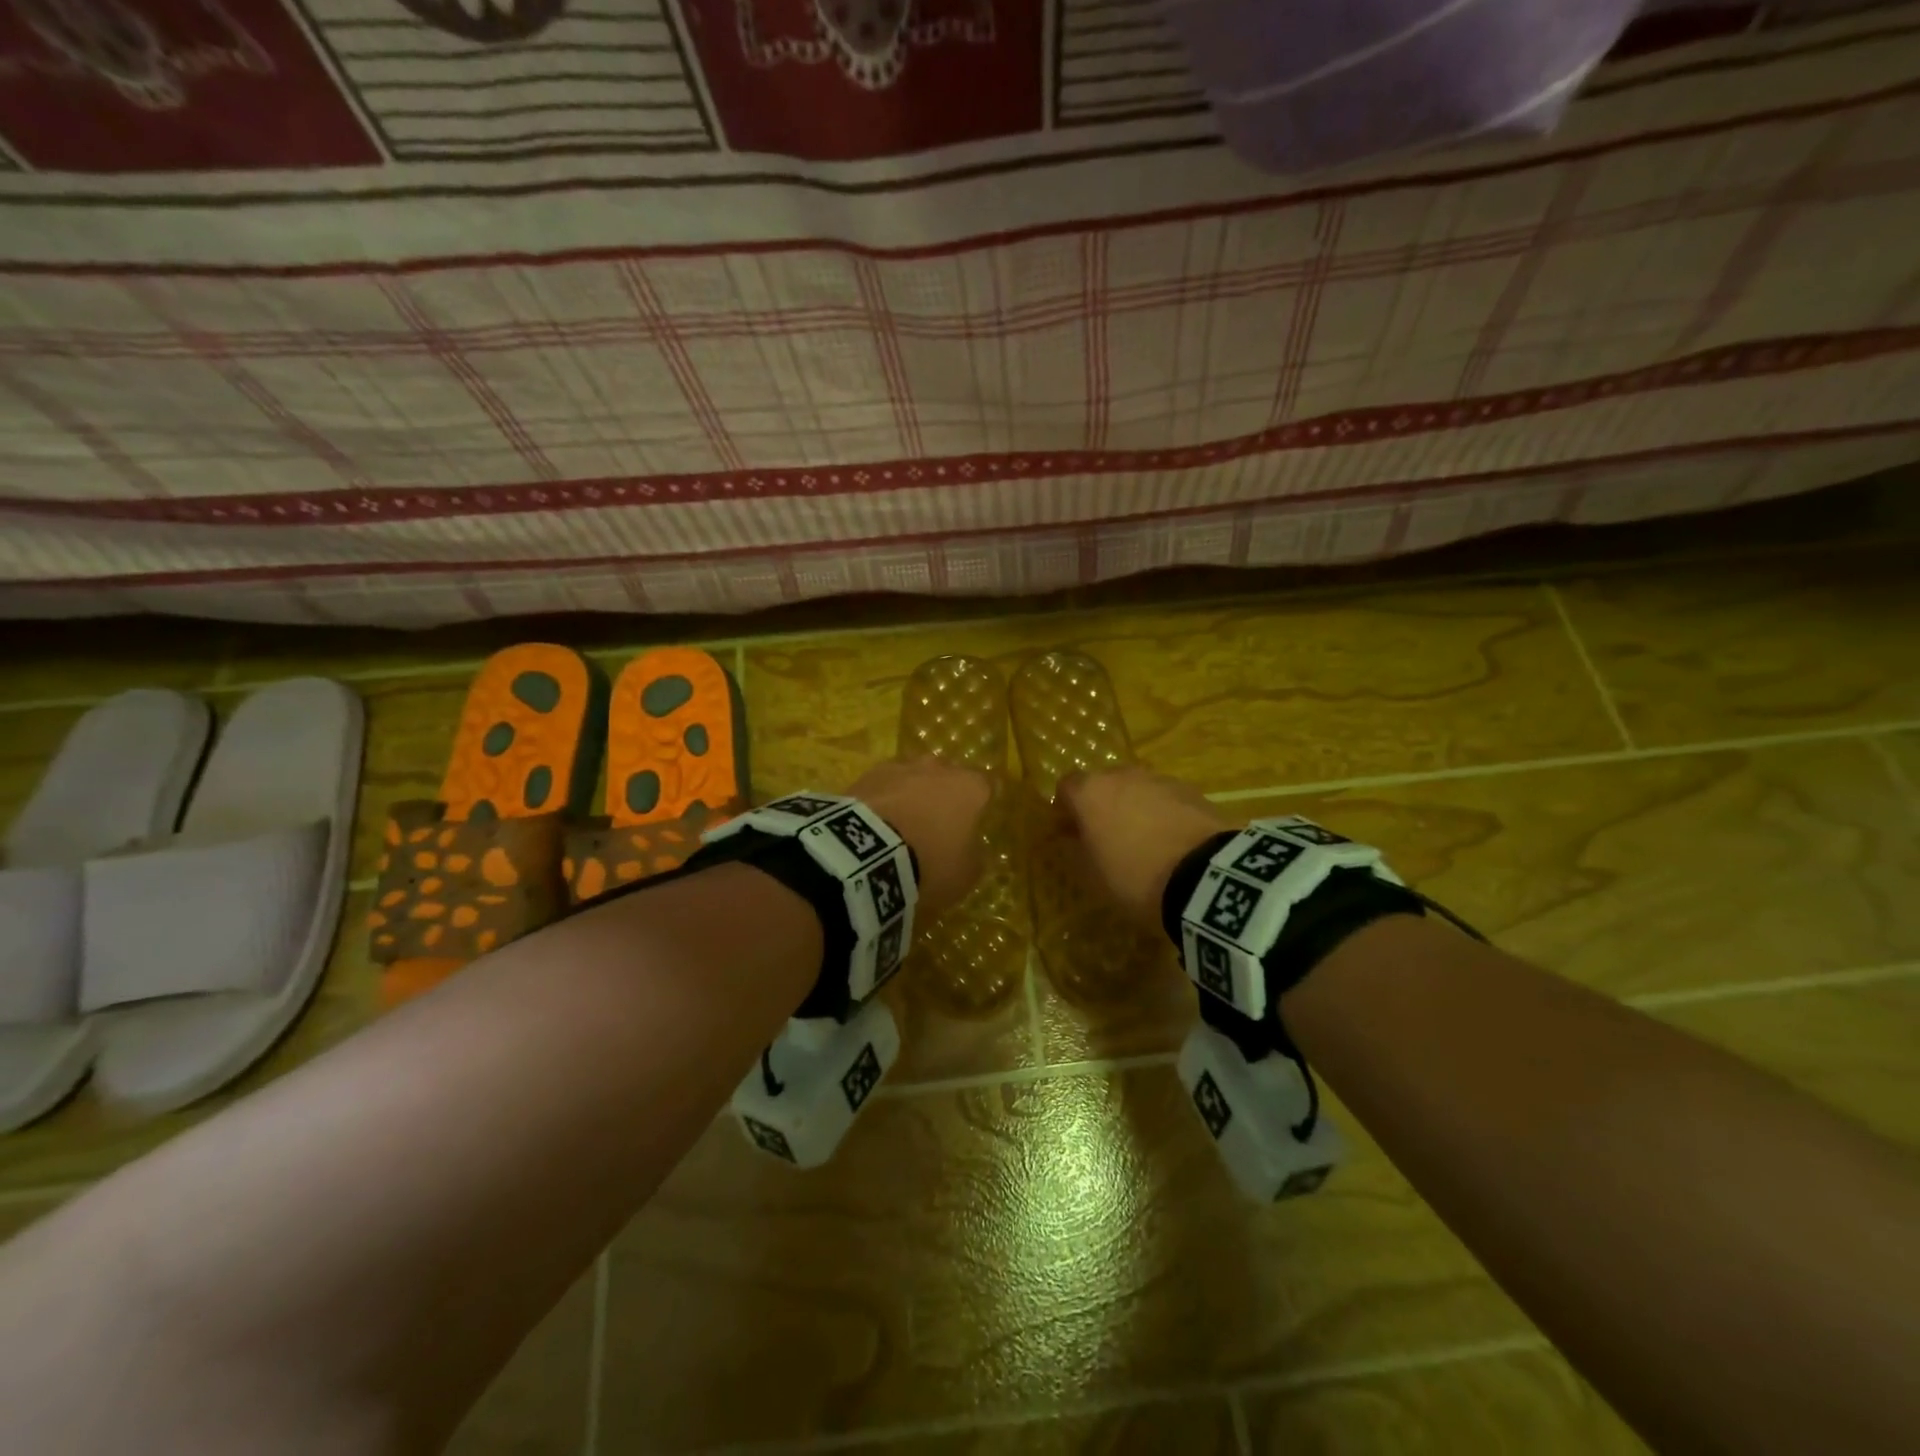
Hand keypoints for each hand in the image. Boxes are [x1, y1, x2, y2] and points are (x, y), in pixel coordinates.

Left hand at [846, 757, 990, 921]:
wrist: (867, 854)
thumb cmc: (930, 863)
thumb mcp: (965, 874)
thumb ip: (973, 854)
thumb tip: (969, 846)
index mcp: (969, 788)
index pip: (984, 788)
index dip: (979, 806)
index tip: (972, 826)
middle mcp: (938, 768)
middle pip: (946, 778)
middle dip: (943, 797)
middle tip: (935, 827)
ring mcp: (900, 767)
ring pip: (912, 778)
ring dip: (910, 796)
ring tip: (900, 827)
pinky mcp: (866, 775)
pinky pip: (883, 787)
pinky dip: (882, 801)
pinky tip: (875, 825)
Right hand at [1058, 766, 1231, 923]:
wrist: (1204, 877)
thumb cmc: (1133, 876)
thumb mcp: (1092, 875)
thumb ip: (1075, 849)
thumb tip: (1071, 838)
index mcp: (1091, 792)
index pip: (1066, 787)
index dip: (1066, 809)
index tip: (1070, 832)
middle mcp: (1122, 775)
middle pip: (1104, 784)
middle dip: (1102, 805)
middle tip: (1106, 837)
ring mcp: (1160, 780)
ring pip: (1137, 789)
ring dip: (1134, 808)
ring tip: (1144, 842)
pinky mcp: (1192, 791)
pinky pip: (1166, 799)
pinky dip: (1163, 814)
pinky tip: (1171, 843)